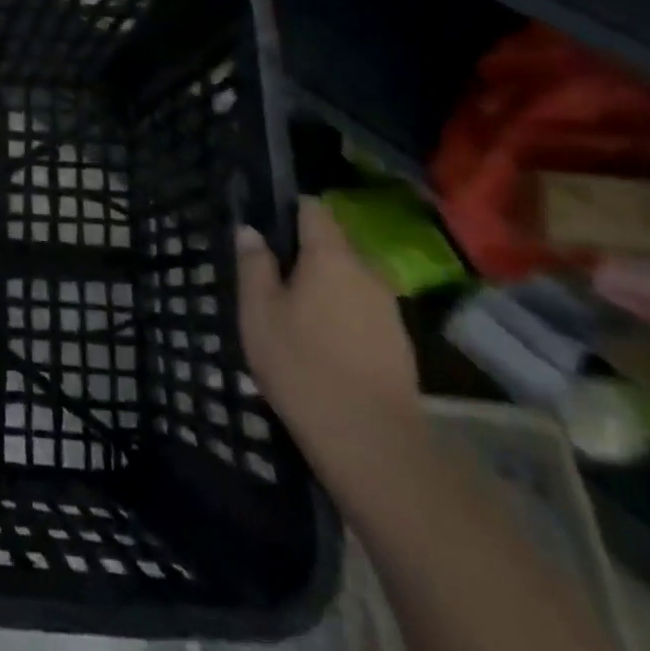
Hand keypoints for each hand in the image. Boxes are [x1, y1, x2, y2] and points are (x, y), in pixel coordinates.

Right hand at [236, 198, 422, 471]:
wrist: (371, 441)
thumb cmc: (302, 365)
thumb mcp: (258, 312)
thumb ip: (254, 265)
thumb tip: (251, 231)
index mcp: (331, 256)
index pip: (313, 208)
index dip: (288, 209)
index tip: (264, 225)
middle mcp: (367, 271)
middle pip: (333, 244)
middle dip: (303, 253)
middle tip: (270, 276)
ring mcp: (389, 308)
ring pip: (348, 279)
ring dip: (323, 286)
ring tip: (292, 312)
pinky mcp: (399, 342)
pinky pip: (361, 309)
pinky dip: (340, 314)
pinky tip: (320, 342)